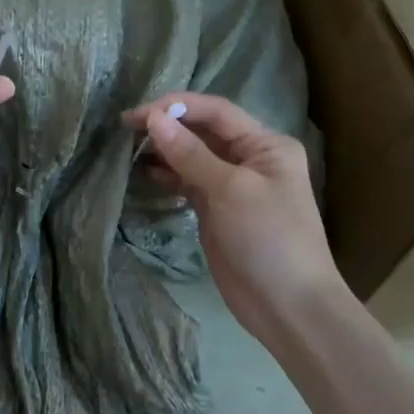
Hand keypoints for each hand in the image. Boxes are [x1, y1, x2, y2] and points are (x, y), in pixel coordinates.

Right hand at [123, 93, 346, 342]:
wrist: (288, 307)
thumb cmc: (269, 239)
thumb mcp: (230, 191)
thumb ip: (190, 153)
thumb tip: (153, 119)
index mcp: (266, 145)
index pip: (216, 112)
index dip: (176, 106)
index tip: (138, 114)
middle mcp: (250, 158)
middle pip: (202, 130)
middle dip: (166, 125)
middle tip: (125, 128)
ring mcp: (232, 185)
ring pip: (191, 155)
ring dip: (163, 149)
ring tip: (128, 147)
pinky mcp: (216, 209)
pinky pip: (187, 180)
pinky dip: (166, 174)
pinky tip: (143, 172)